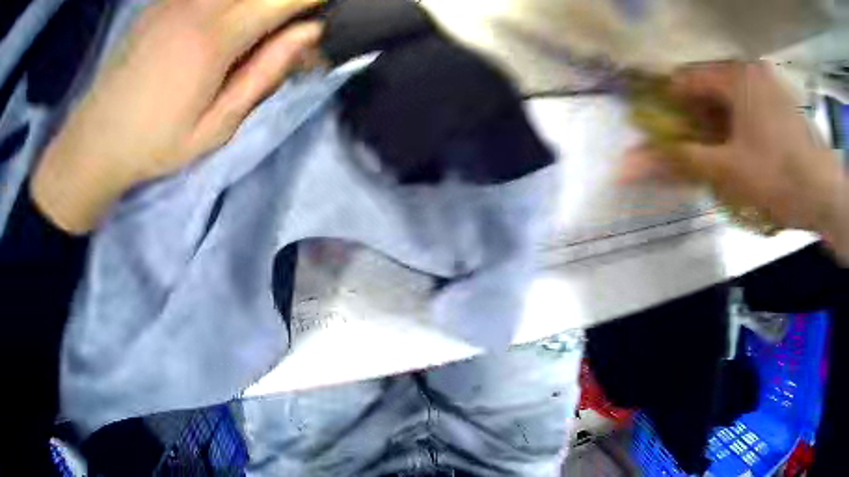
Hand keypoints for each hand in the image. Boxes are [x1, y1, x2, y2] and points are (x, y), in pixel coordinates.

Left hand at [32, 0, 323, 233]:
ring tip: (256, 31)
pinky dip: (231, 3)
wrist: (96, 139)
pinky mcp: (164, 0)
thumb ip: (265, 74)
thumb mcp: (217, 127)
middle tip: (287, 28)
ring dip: (257, 3)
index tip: (325, 9)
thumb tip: (309, 32)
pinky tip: (226, 24)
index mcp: (215, 38)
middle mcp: (198, 4)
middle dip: (286, 1)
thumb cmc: (156, 143)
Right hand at [622, 61, 848, 261]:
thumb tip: (624, 166)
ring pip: (731, 102)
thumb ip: (678, 162)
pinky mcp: (783, 106)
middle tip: (697, 155)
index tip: (668, 137)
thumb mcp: (726, 170)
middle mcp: (750, 71)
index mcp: (734, 75)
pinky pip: (750, 110)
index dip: (671, 108)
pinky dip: (740, 130)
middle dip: (698, 122)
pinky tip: (745, 156)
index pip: (685, 79)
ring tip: (722, 161)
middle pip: (709, 91)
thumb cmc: (779, 176)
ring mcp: (769, 88)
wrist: (826, 197)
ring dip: (720, 128)